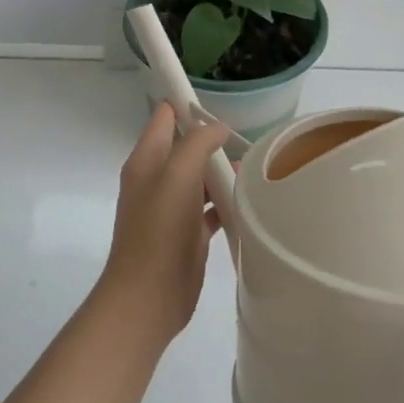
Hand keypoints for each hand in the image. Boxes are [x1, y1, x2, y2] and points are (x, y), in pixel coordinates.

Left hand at [91, 103, 231, 337]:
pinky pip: (210, 208)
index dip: (186, 104)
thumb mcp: (177, 176)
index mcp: (146, 160)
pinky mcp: (187, 233)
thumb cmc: (159, 231)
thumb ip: (197, 144)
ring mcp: (172, 208)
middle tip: (248, 141)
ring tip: (257, 169)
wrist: (148, 297)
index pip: (164, 117)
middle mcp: (156, 180)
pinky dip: (227, 202)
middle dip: (213, 141)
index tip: (219, 105)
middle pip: (186, 147)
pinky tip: (250, 202)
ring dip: (223, 172)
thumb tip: (218, 129)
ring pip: (200, 178)